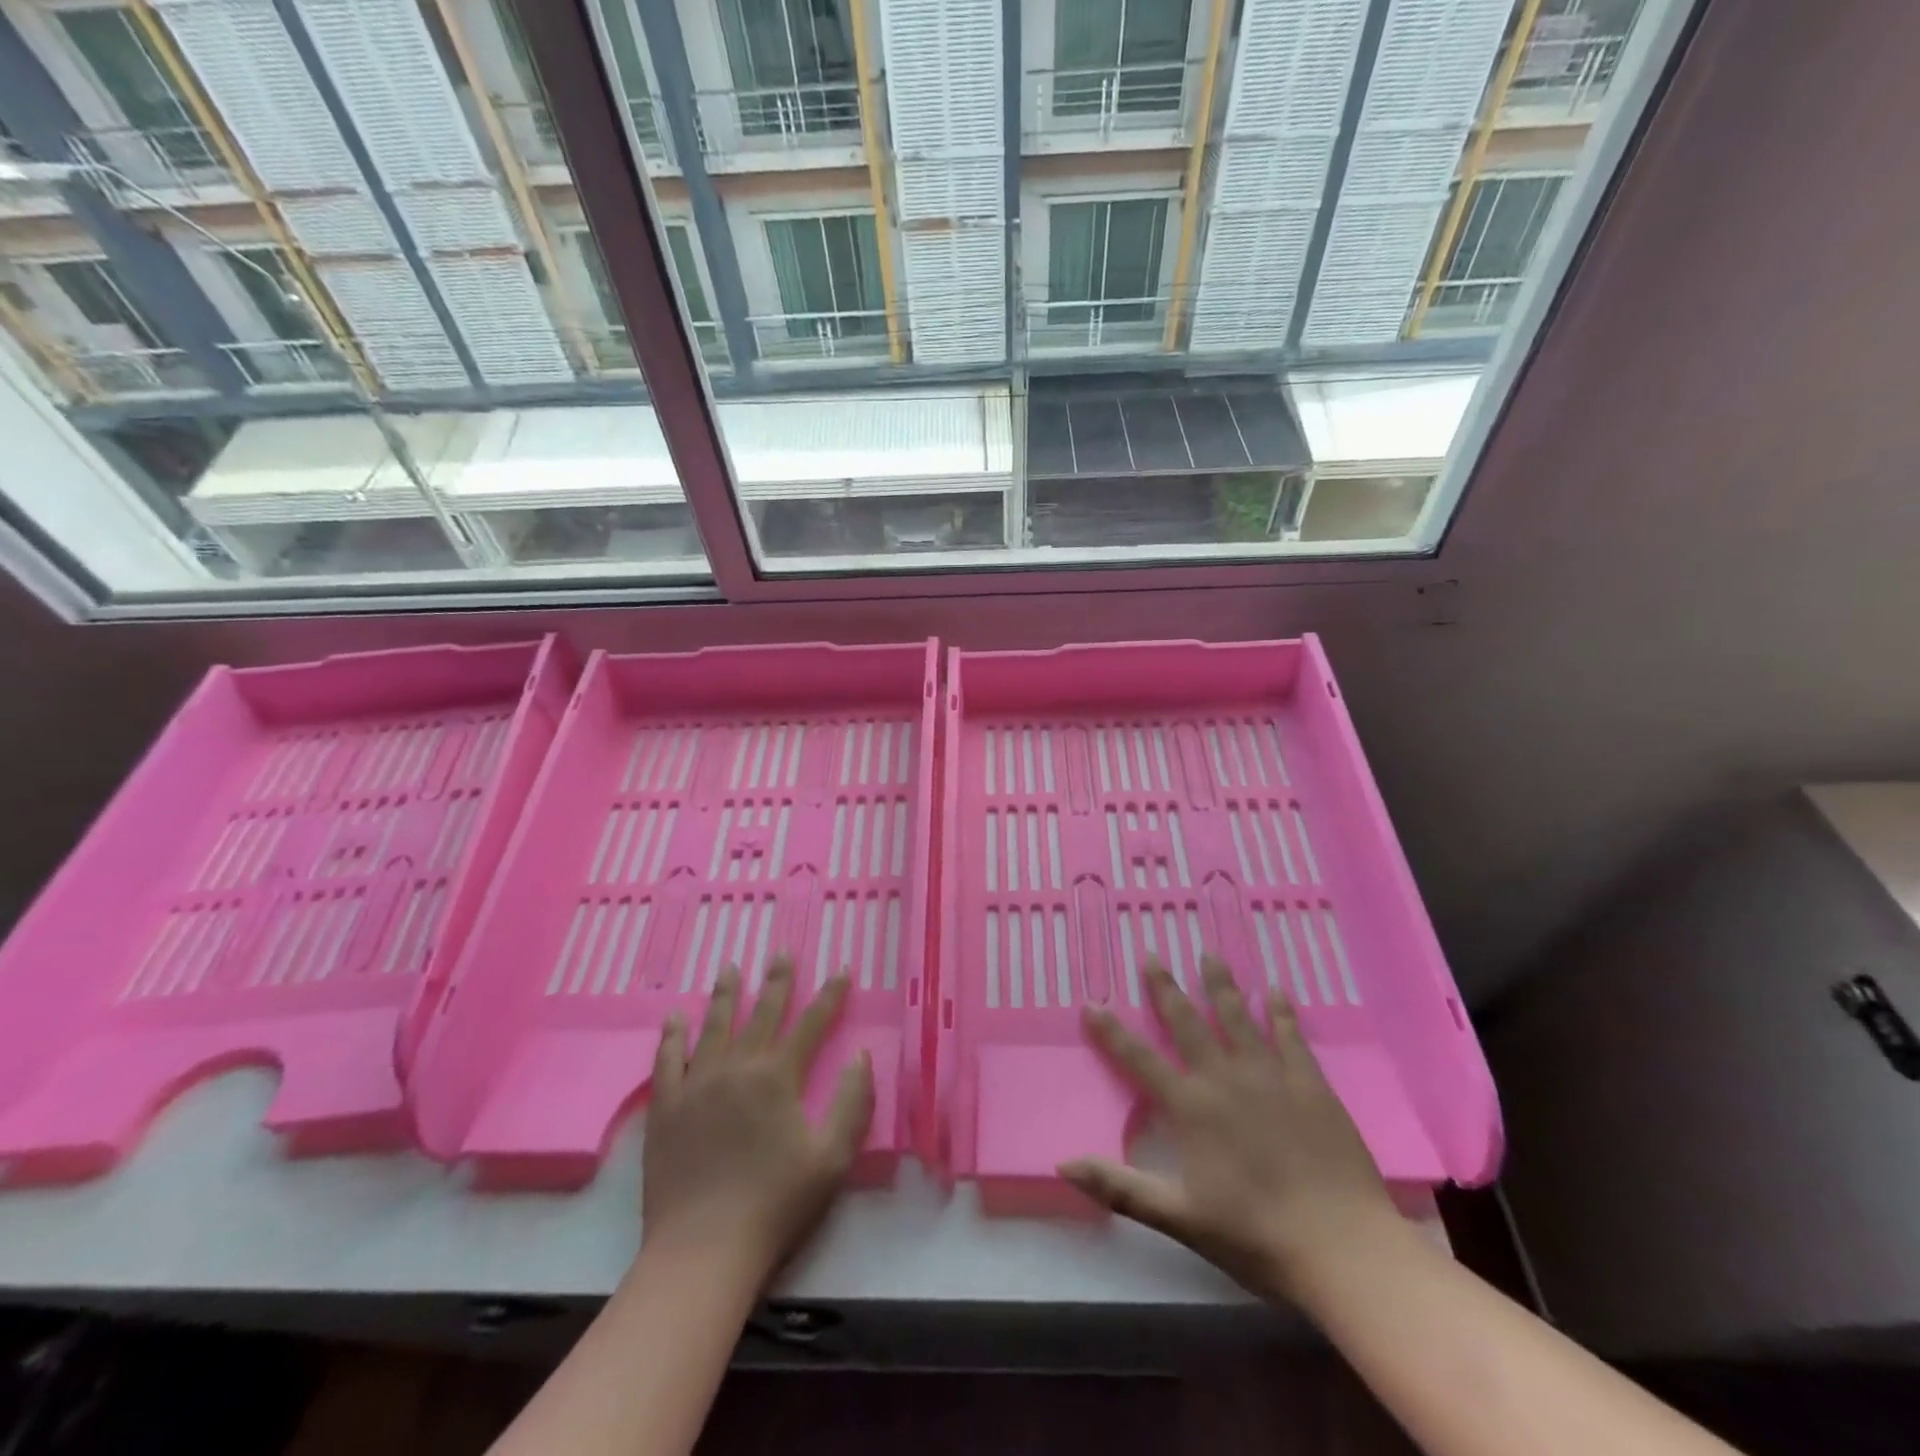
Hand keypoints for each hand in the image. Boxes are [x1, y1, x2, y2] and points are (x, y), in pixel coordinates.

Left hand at [640, 956, 873, 1287]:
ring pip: (714, 1026)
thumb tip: (861, 1056)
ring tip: (731, 968)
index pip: (811, 1024)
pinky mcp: (666, 1108)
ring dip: (726, 995)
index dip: (830, 995)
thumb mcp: (832, 1158)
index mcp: (778, 1078)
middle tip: (781, 952)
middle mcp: (738, 1068)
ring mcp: (697, 1085)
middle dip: (777, 981)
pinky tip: (676, 1017)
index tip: (842, 970)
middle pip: (762, 1013)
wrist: (703, 1250)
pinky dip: (672, 1036)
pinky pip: (668, 1060)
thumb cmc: (775, 1204)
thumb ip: (853, 1103)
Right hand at [1060, 958, 1399, 1303]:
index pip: (1139, 1060)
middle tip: (1152, 955)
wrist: (1343, 1248)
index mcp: (1191, 1108)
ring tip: (1208, 954)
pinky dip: (1281, 1011)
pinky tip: (1275, 990)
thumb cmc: (1256, 1236)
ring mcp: (1270, 1076)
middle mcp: (1224, 1078)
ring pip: (1237, 1017)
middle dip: (1165, 988)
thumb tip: (1063, 1163)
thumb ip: (1120, 1187)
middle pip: (1188, 1023)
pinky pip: (1290, 1036)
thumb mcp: (1179, 1218)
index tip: (1091, 1002)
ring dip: (1220, 985)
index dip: (1111, 1031)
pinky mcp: (1310, 1084)